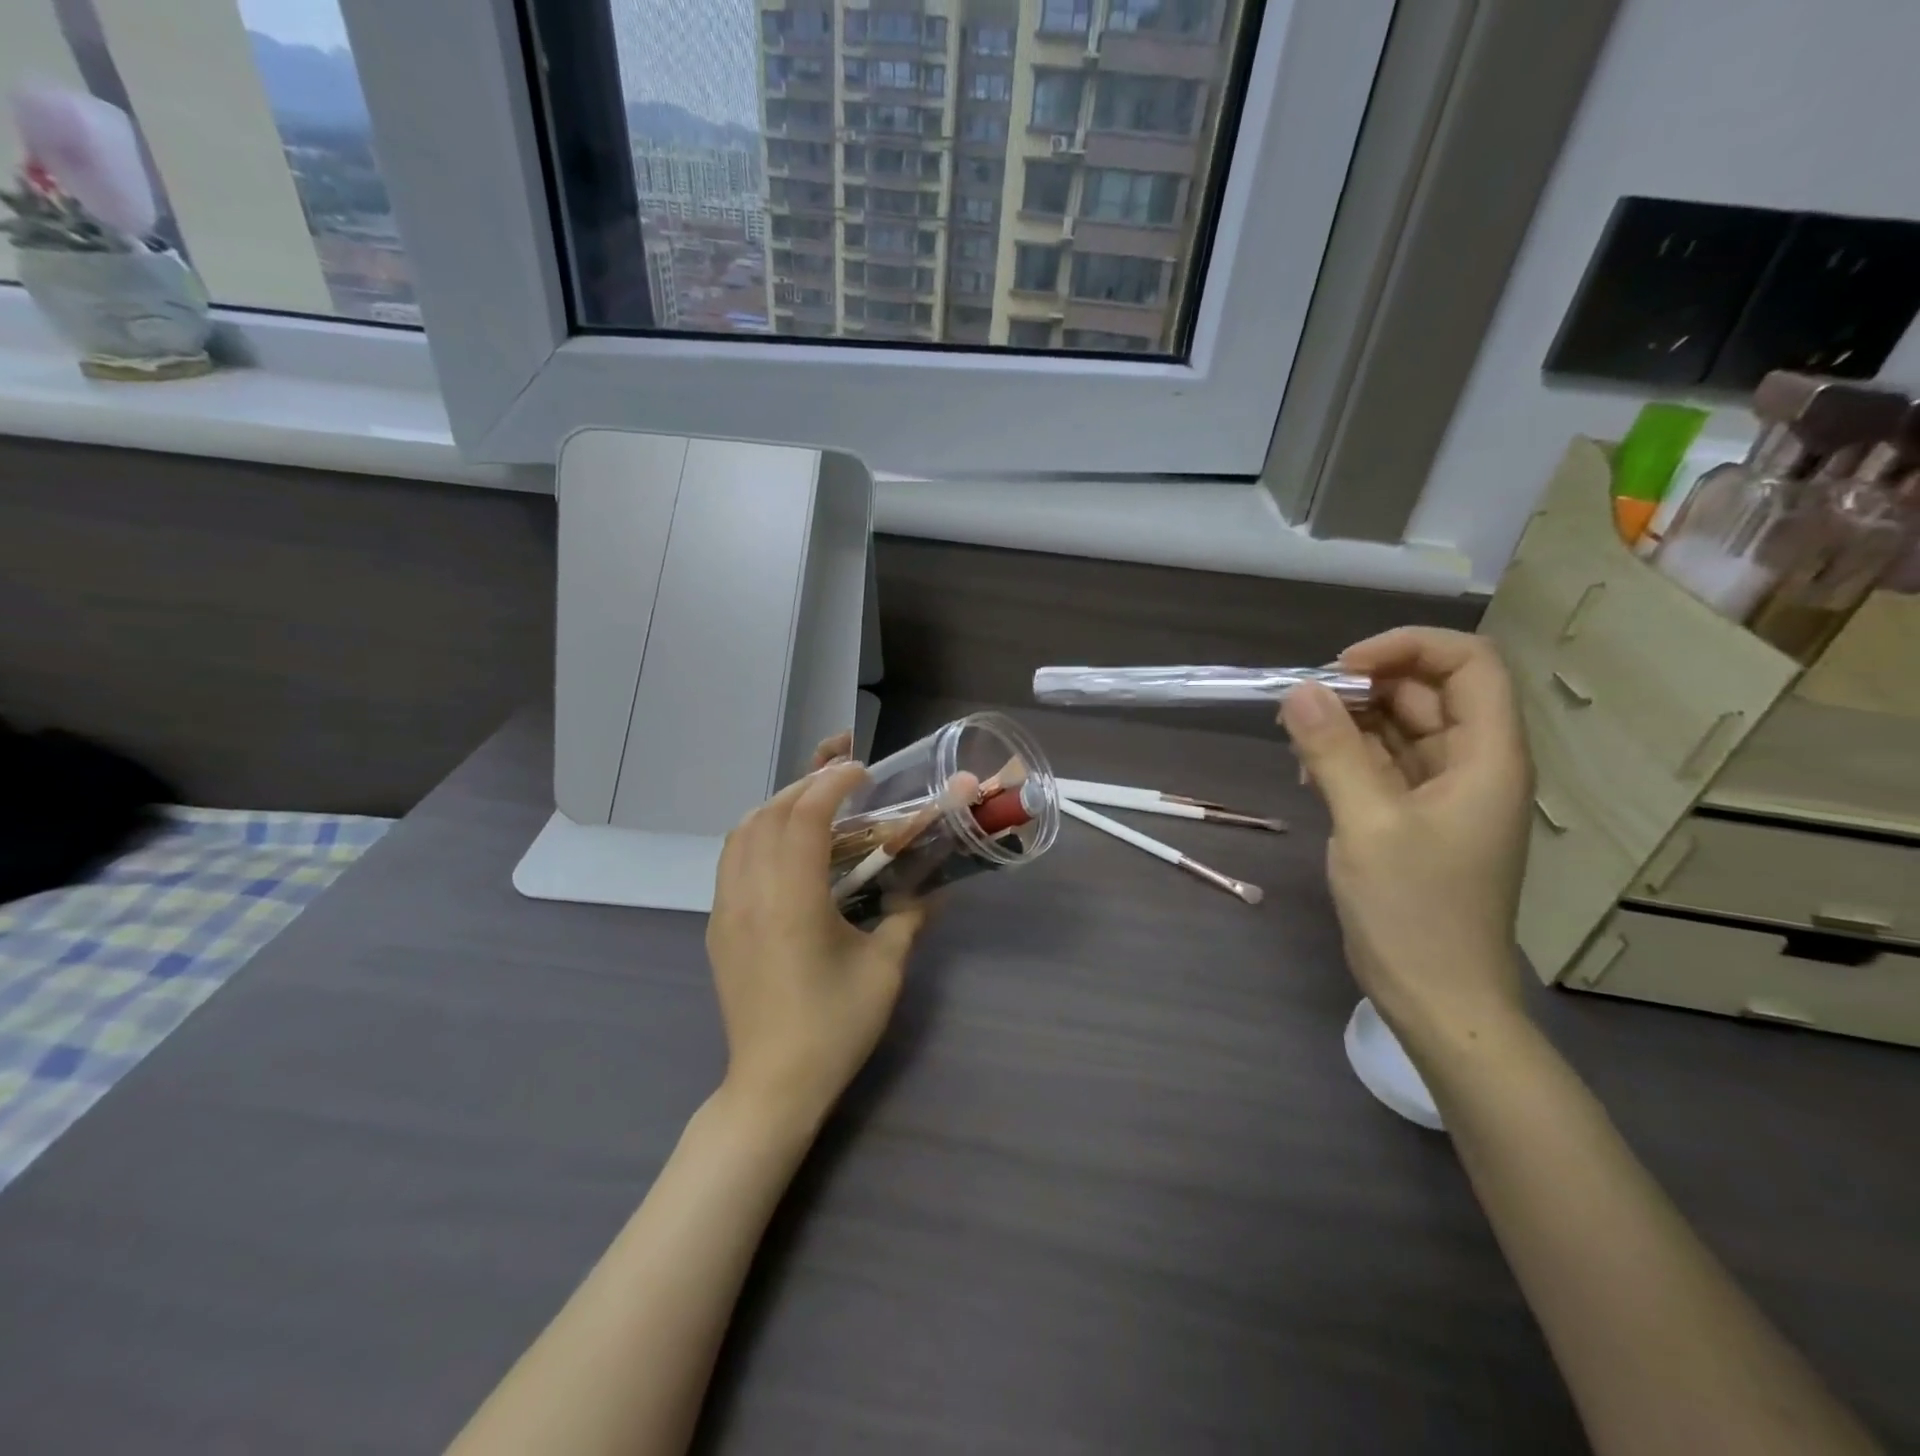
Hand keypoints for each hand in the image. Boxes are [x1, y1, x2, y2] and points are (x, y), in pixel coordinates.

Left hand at [707, 760, 926, 1128]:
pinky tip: (785, 849)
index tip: (862, 771)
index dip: (833, 783)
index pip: (806, 816)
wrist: (773, 1086)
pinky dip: (757, 835)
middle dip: (806, 784)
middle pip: (769, 814)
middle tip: (843, 780)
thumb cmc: (834, 1028)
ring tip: (814, 805)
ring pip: (741, 833)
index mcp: (793, 901)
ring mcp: (727, 909)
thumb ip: (908, 918)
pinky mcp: (718, 927)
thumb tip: (931, 889)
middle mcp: (751, 894)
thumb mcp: (885, 971)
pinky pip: (731, 860)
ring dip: (777, 806)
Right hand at [1281, 628, 1533, 1054]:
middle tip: (1301, 706)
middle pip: (1427, 692)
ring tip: (1296, 740)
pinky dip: (1346, 756)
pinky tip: (1307, 771)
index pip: (1467, 664)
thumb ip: (1333, 751)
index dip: (1408, 649)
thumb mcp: (1368, 824)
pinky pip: (1383, 763)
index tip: (1341, 668)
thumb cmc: (1415, 911)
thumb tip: (1298, 690)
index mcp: (1488, 756)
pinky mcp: (1416, 816)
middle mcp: (1473, 764)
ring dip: (1349, 723)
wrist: (1437, 997)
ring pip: (1400, 727)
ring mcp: (1444, 792)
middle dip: (1364, 687)